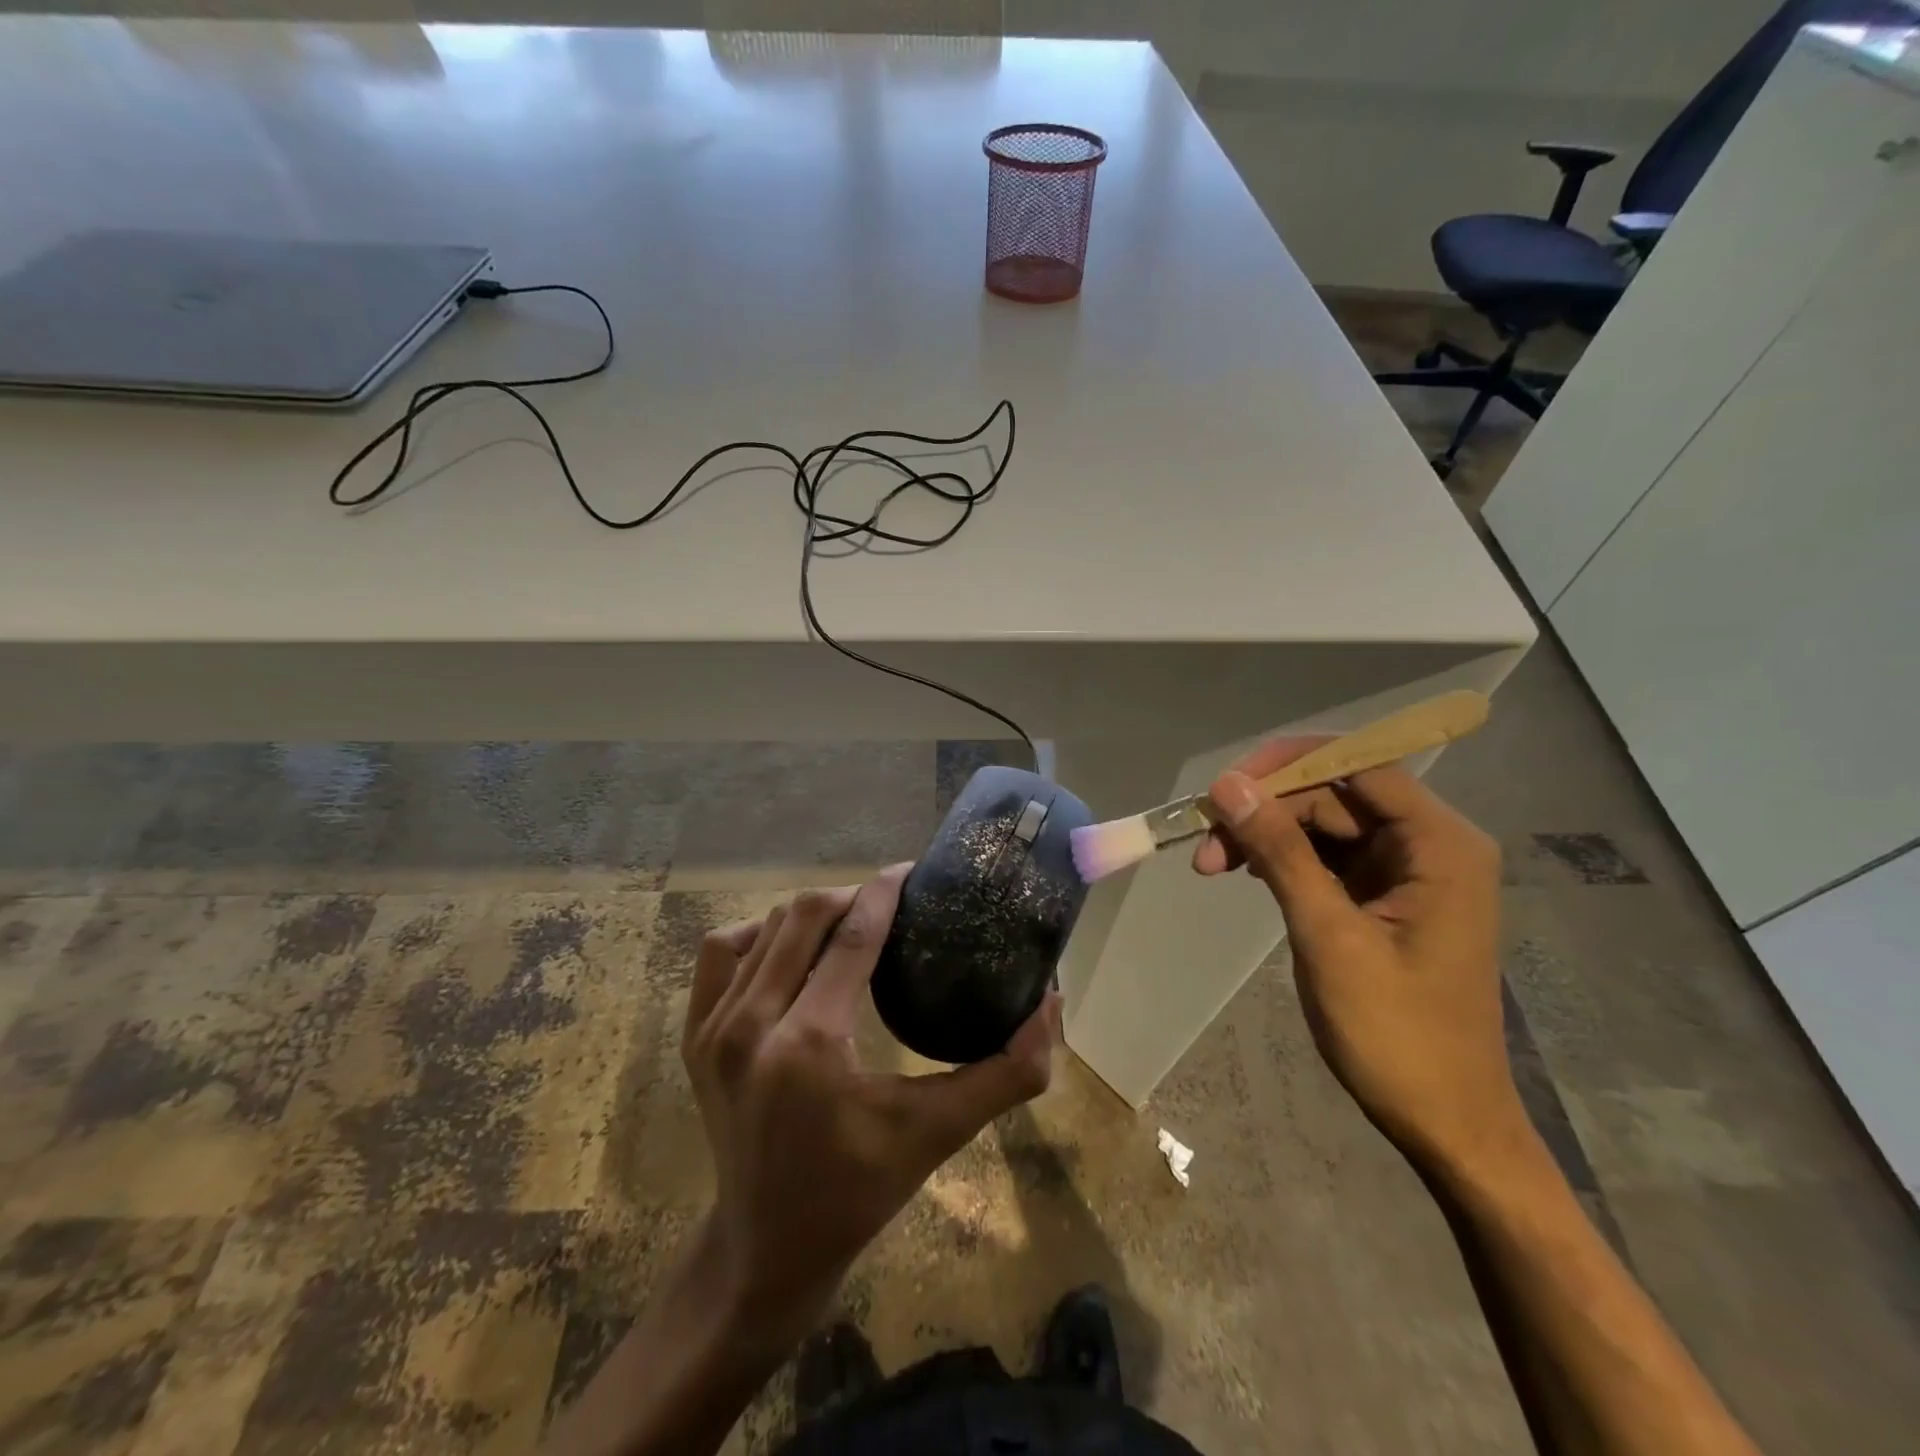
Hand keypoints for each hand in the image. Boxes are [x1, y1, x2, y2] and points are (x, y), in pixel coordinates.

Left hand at [683, 865, 1059, 1349]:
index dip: (886, 891)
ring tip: (850, 922)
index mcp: (810, 1043)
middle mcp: (752, 1024)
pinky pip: (722, 952)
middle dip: (853, 895)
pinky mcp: (694, 1036)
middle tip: (890, 900)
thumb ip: (1005, 1073)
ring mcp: (714, 1028)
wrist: (765, 1246)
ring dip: (812, 913)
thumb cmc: (858, 1190)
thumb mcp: (938, 1132)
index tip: (913, 871)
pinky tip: (789, 948)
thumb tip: (1052, 1006)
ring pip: (766, 927)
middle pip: (805, 915)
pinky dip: (759, 934)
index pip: (853, 935)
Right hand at [1194, 741, 1521, 1174]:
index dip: (1288, 764)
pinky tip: (1243, 872)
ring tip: (1210, 864)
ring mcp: (1405, 872)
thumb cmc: (1396, 1033)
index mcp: (1440, 844)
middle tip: (1203, 841)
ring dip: (1265, 835)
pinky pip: (1325, 857)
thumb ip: (1280, 851)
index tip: (1226, 786)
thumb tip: (1229, 785)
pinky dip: (1282, 860)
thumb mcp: (1328, 934)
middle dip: (1266, 809)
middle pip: (1334, 794)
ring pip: (1322, 824)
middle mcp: (1428, 845)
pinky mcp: (1383, 897)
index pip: (1358, 766)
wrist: (1445, 1123)